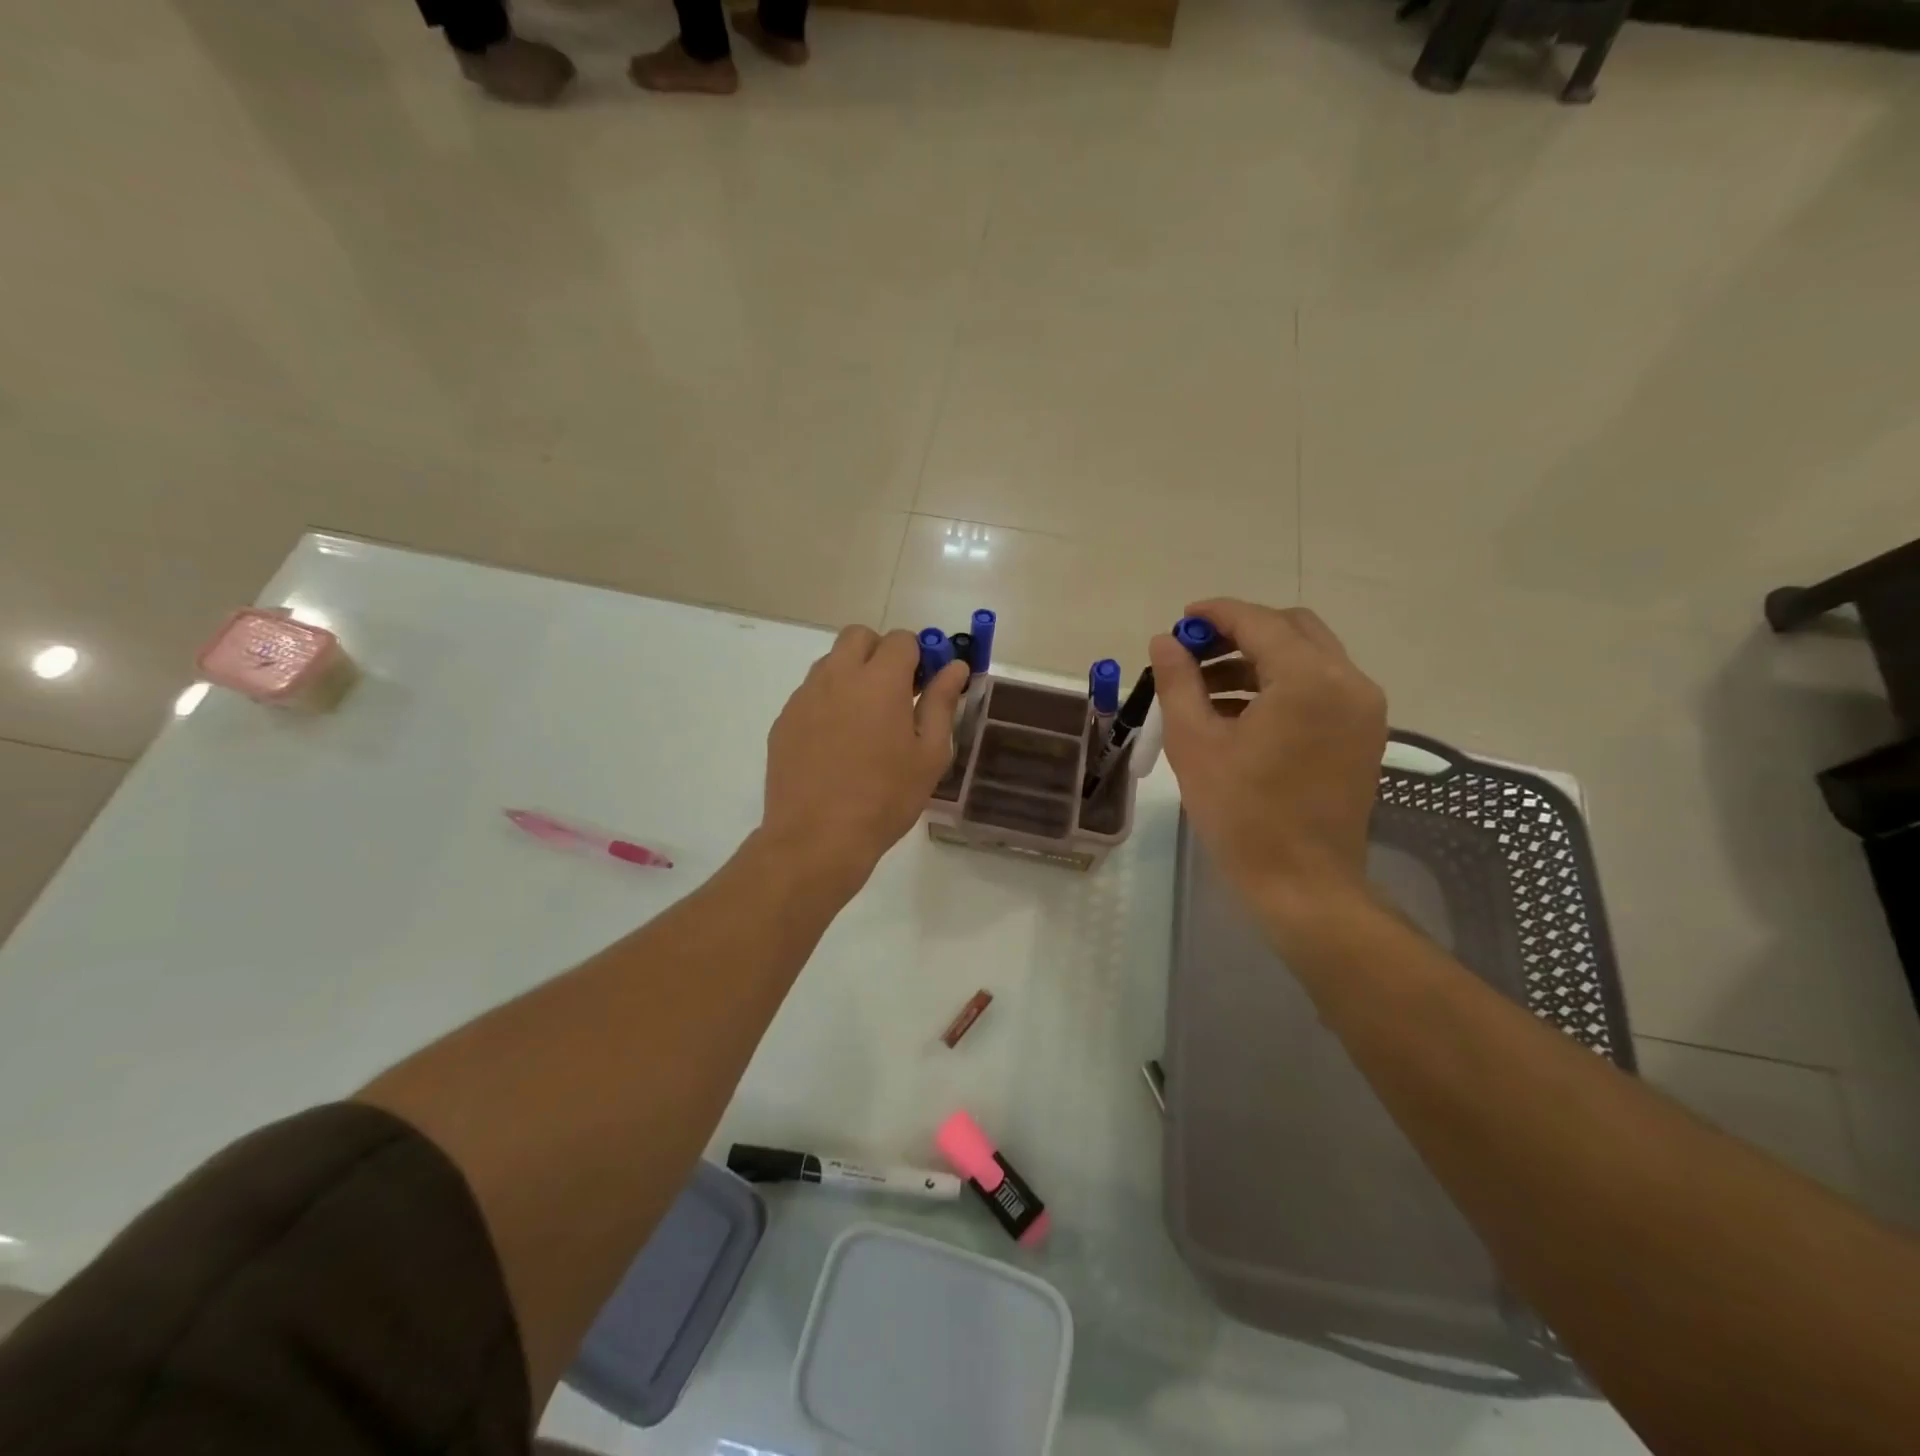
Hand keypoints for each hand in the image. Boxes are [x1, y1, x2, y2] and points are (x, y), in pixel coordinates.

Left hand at [761, 626, 969, 894]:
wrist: (817, 838)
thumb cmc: (885, 798)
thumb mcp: (929, 754)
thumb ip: (942, 703)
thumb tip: (955, 668)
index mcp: (879, 681)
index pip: (902, 640)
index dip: (920, 655)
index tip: (926, 684)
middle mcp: (837, 676)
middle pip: (859, 636)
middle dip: (881, 652)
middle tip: (896, 692)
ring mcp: (804, 697)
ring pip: (831, 662)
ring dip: (853, 674)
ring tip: (866, 720)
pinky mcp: (784, 720)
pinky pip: (810, 693)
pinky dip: (829, 701)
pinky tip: (837, 743)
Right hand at [1150, 599, 1386, 937]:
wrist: (1303, 884)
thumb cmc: (1242, 815)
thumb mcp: (1195, 744)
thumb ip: (1177, 682)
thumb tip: (1165, 641)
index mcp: (1308, 680)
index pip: (1259, 622)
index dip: (1216, 614)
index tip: (1181, 619)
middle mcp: (1348, 682)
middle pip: (1292, 629)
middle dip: (1240, 632)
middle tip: (1194, 653)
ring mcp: (1363, 710)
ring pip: (1308, 657)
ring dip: (1258, 659)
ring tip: (1205, 688)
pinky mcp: (1364, 735)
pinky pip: (1321, 688)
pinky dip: (1281, 685)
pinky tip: (1239, 713)